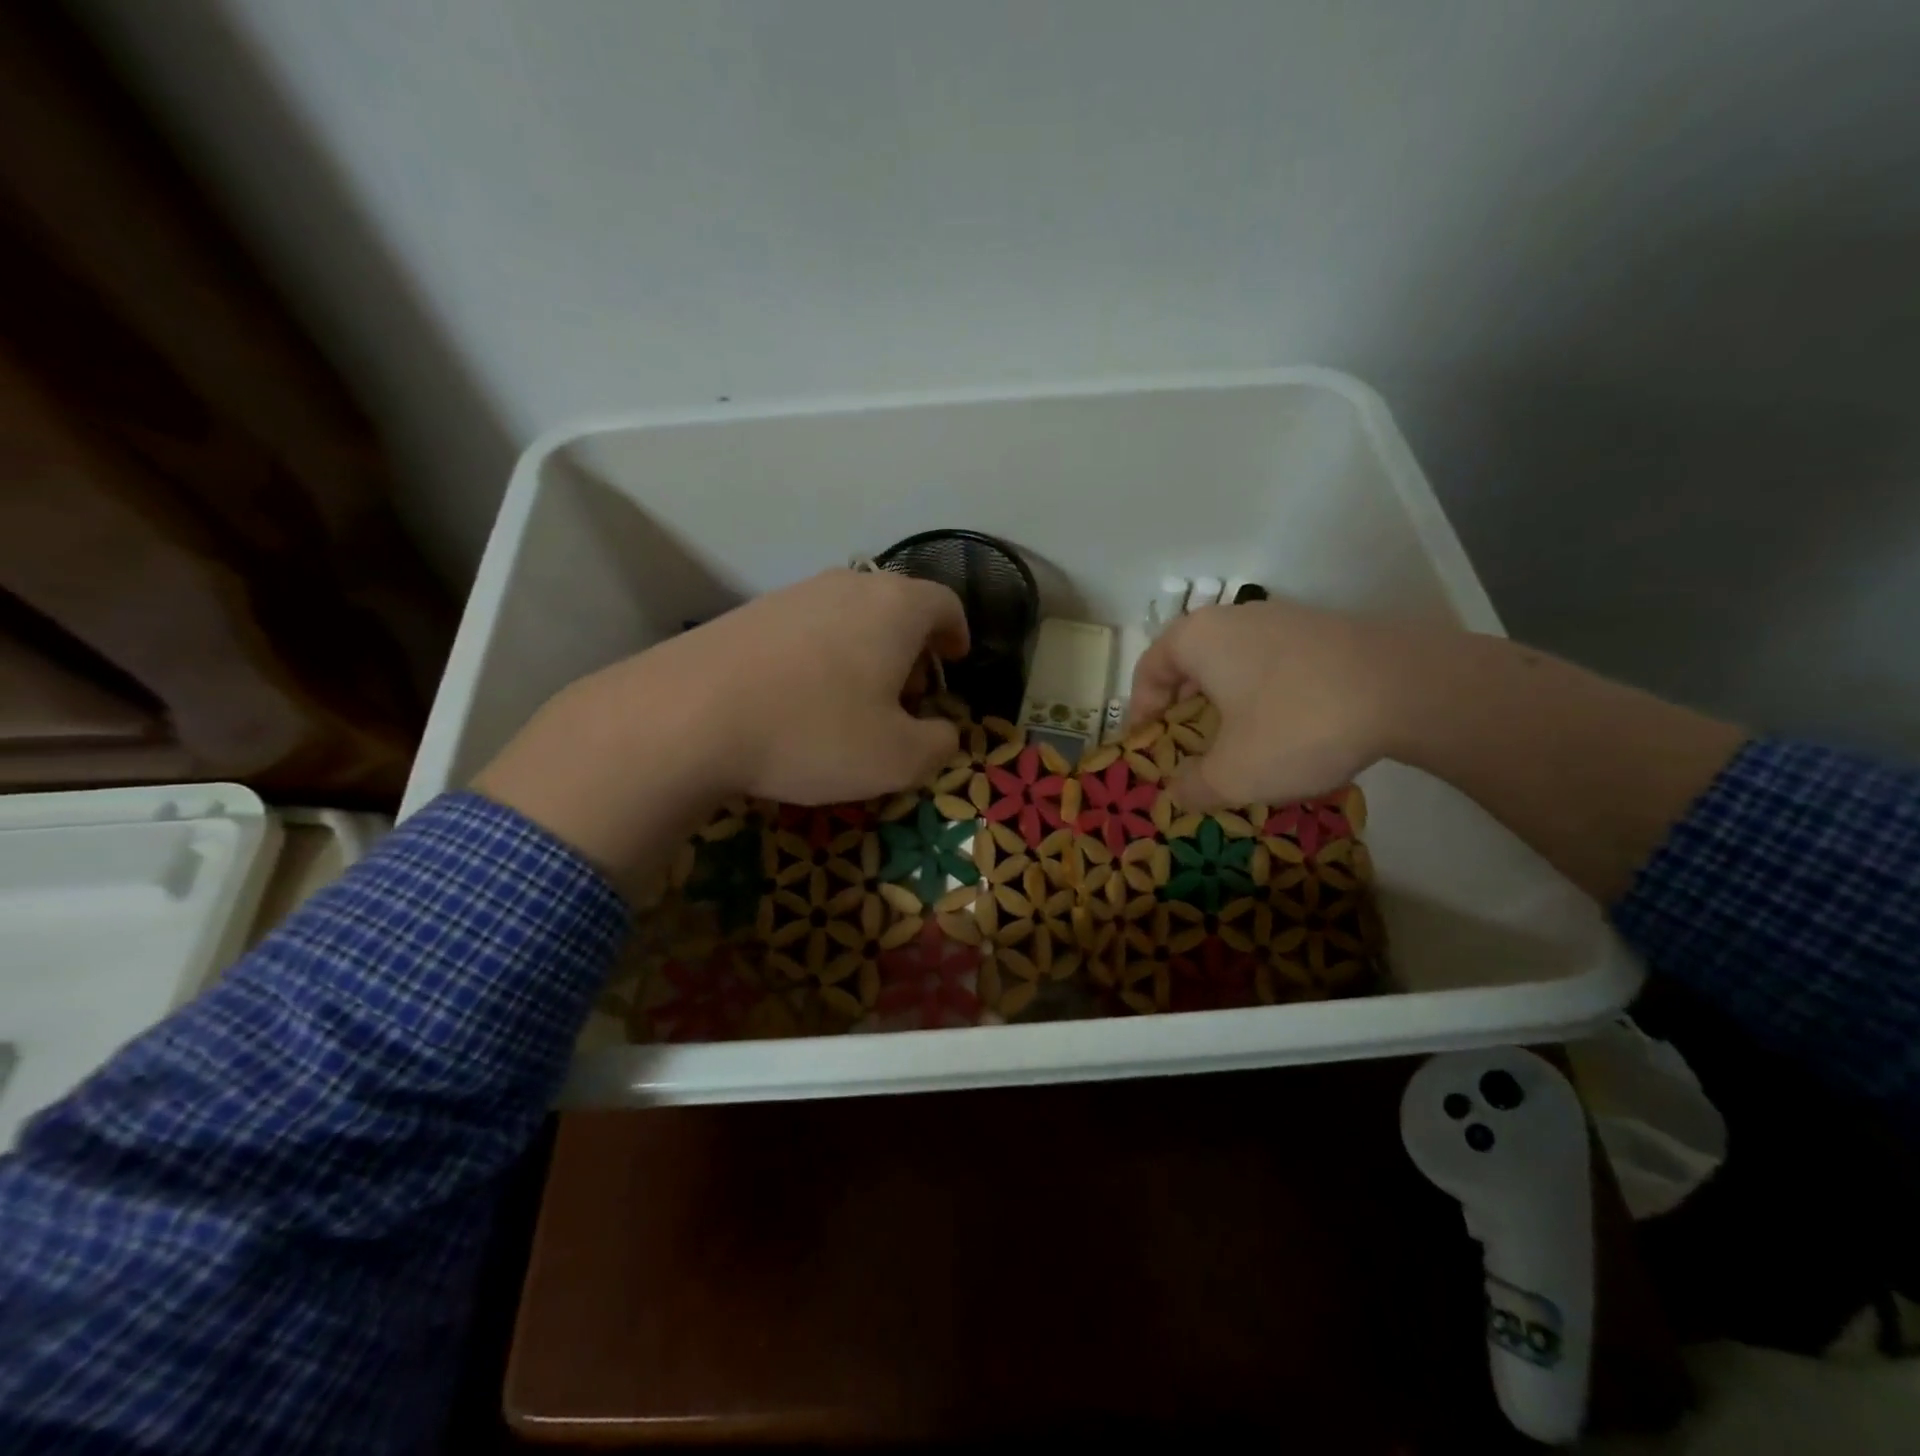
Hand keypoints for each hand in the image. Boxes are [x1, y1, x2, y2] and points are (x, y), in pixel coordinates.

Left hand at [475, 569, 968, 881]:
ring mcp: (792, 594)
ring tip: (853, 702)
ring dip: (865, 653)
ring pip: (850, 617)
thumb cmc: (814, 732)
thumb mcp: (896, 759)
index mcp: (895, 607)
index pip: (945, 603)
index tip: (955, 661)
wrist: (688, 716)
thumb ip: (938, 745)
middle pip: (897, 607)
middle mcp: (847, 586)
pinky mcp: (749, 613)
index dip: (957, 633)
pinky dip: (822, 657)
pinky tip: (800, 700)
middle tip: (907, 695)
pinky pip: (806, 629)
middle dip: (912, 649)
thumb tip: (944, 733)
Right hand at [1128, 598, 1422, 811]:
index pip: (1149, 669)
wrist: (1409, 688)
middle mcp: (1236, 618)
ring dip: (1227, 703)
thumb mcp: (1234, 774)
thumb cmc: (1296, 724)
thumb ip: (1193, 788)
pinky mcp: (1327, 631)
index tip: (1146, 744)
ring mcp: (1286, 619)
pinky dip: (1267, 696)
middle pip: (1192, 663)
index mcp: (1198, 638)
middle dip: (1184, 708)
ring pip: (1236, 663)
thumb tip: (1177, 794)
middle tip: (1188, 747)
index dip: (1140, 710)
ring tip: (1239, 743)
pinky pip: (1276, 664)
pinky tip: (1288, 729)